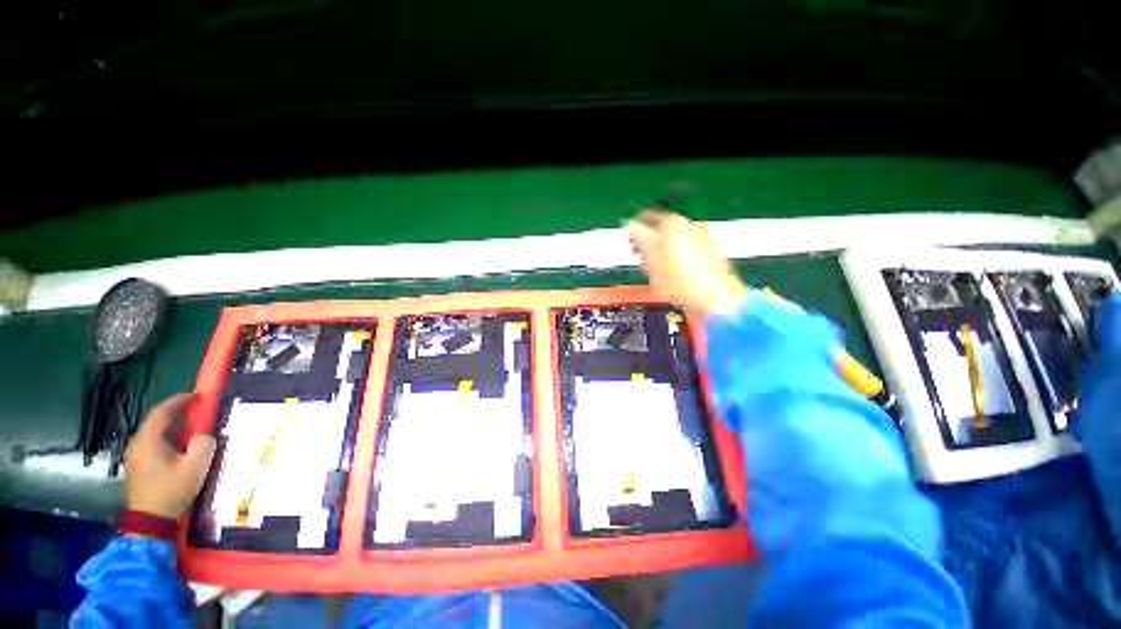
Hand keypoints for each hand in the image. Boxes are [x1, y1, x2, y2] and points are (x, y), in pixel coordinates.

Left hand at [125, 394, 215, 519]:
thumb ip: (204, 443)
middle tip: (197, 412)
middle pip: (156, 422)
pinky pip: (153, 446)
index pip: (162, 411)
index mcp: (149, 440)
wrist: (151, 521)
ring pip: (154, 434)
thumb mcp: (196, 465)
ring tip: (191, 430)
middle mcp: (137, 444)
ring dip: (173, 428)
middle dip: (177, 414)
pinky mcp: (137, 468)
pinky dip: (167, 440)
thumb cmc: (172, 489)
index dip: (179, 400)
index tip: (198, 396)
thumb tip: (204, 435)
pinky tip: (179, 449)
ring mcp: (134, 457)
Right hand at [627, 210, 747, 316]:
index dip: (633, 231)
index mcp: (672, 223)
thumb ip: (640, 240)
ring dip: (661, 248)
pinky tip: (672, 271)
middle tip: (638, 255)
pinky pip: (686, 247)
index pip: (645, 218)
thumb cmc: (681, 281)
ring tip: (653, 267)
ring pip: (674, 238)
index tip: (629, 243)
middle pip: (661, 227)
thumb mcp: (652, 262)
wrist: (717, 299)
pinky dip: (675, 254)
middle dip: (648, 241)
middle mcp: (689, 224)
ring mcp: (703, 236)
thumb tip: (631, 224)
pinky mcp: (711, 250)